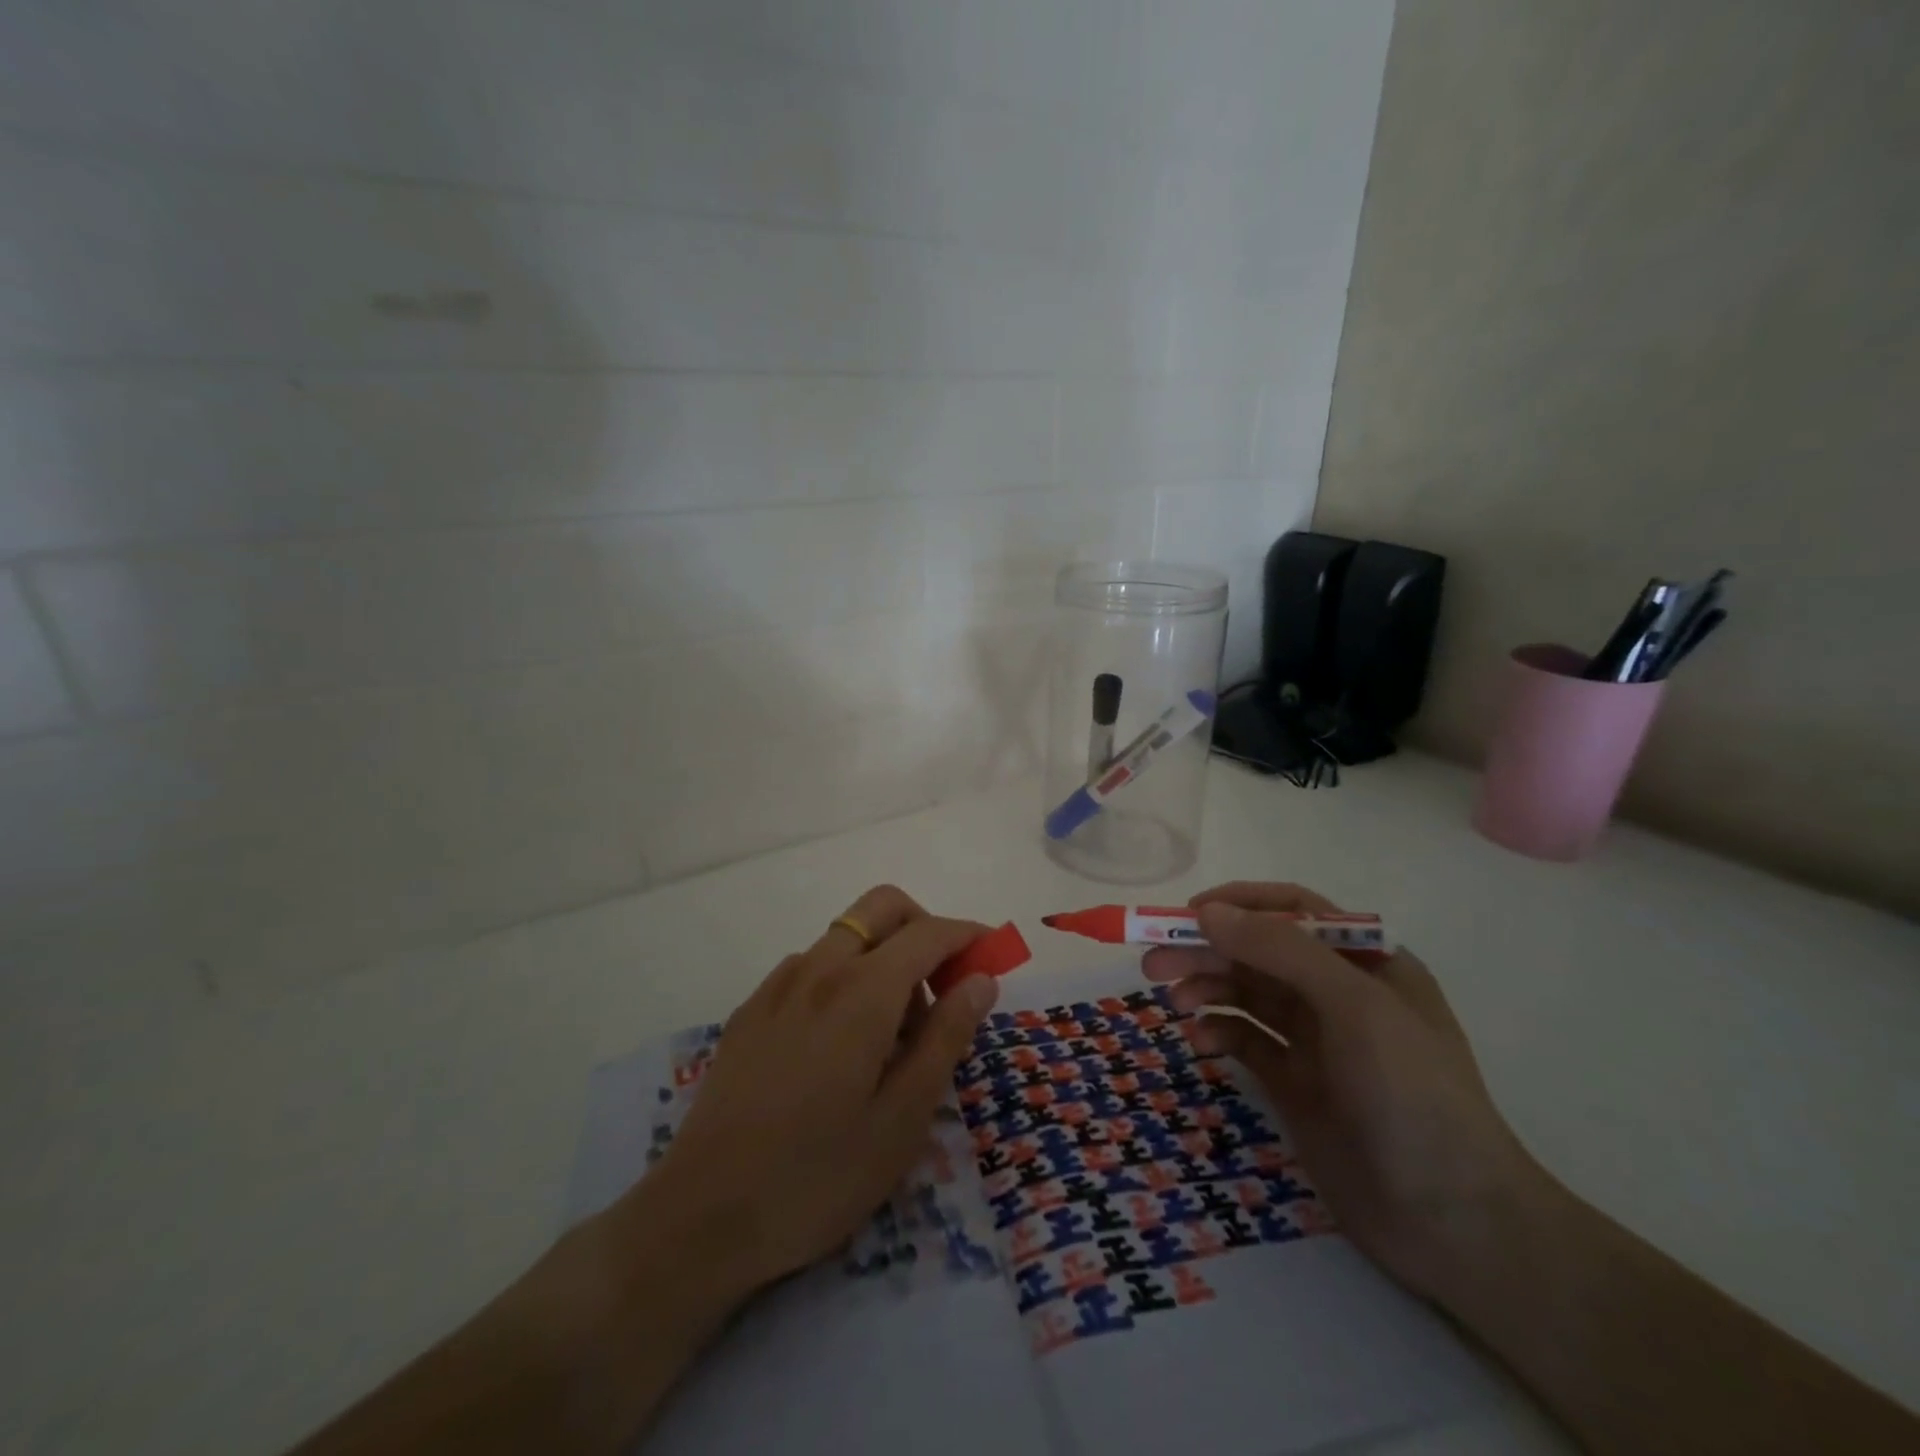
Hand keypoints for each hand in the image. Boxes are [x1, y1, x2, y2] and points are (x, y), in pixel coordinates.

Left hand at [627, 885, 999, 1299]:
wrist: (702, 1217)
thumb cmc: (819, 1174)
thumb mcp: (903, 1117)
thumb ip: (947, 1037)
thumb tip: (981, 979)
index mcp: (863, 990)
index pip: (929, 933)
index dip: (968, 935)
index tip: (993, 956)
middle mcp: (820, 968)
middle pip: (883, 907)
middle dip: (924, 927)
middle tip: (943, 985)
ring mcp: (778, 985)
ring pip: (846, 935)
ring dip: (884, 955)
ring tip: (893, 1032)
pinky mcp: (751, 1009)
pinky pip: (811, 965)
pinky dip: (844, 976)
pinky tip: (839, 1042)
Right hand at [1143, 881, 1542, 1300]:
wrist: (1454, 1225)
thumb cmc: (1414, 1096)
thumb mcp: (1355, 1007)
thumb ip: (1281, 950)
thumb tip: (1208, 912)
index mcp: (1366, 961)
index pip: (1293, 908)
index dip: (1240, 904)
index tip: (1188, 915)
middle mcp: (1338, 992)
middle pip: (1259, 951)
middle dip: (1207, 950)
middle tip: (1152, 963)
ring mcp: (1316, 1039)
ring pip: (1246, 993)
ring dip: (1205, 988)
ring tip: (1172, 1003)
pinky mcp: (1295, 1082)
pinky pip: (1245, 1040)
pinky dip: (1217, 1033)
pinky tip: (1200, 1043)